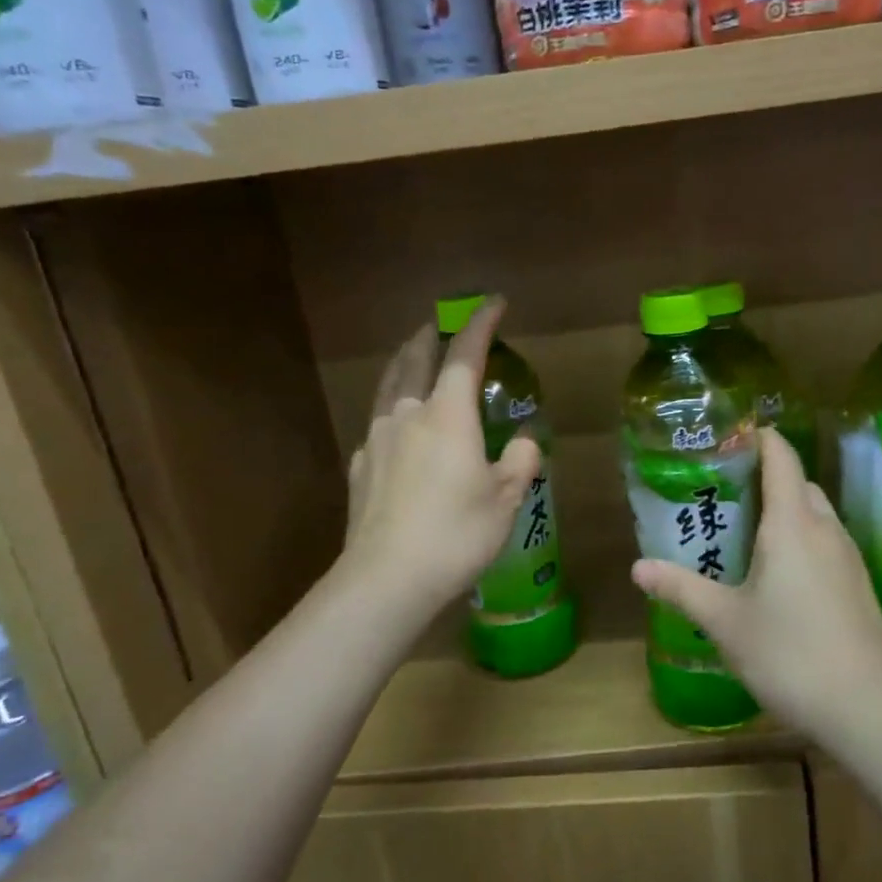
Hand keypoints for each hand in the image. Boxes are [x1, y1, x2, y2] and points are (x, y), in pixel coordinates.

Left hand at [341, 297, 541, 627]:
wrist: (386, 579)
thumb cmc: (457, 533)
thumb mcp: (506, 499)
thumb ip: (519, 460)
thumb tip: (522, 440)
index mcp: (447, 414)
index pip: (465, 354)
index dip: (480, 323)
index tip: (494, 302)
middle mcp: (407, 415)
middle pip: (414, 359)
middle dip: (429, 336)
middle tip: (440, 325)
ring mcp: (376, 440)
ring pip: (388, 387)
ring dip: (403, 365)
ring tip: (411, 359)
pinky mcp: (359, 467)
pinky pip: (377, 424)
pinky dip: (391, 410)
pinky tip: (397, 428)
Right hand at [630, 429, 881, 745]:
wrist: (870, 708)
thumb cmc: (791, 653)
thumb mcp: (725, 621)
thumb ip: (681, 589)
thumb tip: (637, 567)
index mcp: (792, 523)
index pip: (780, 455)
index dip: (757, 437)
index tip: (726, 437)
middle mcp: (825, 528)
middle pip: (797, 482)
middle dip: (763, 478)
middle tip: (722, 494)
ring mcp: (847, 556)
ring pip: (814, 514)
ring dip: (783, 511)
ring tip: (743, 533)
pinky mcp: (857, 584)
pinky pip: (824, 542)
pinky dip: (799, 539)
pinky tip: (777, 575)